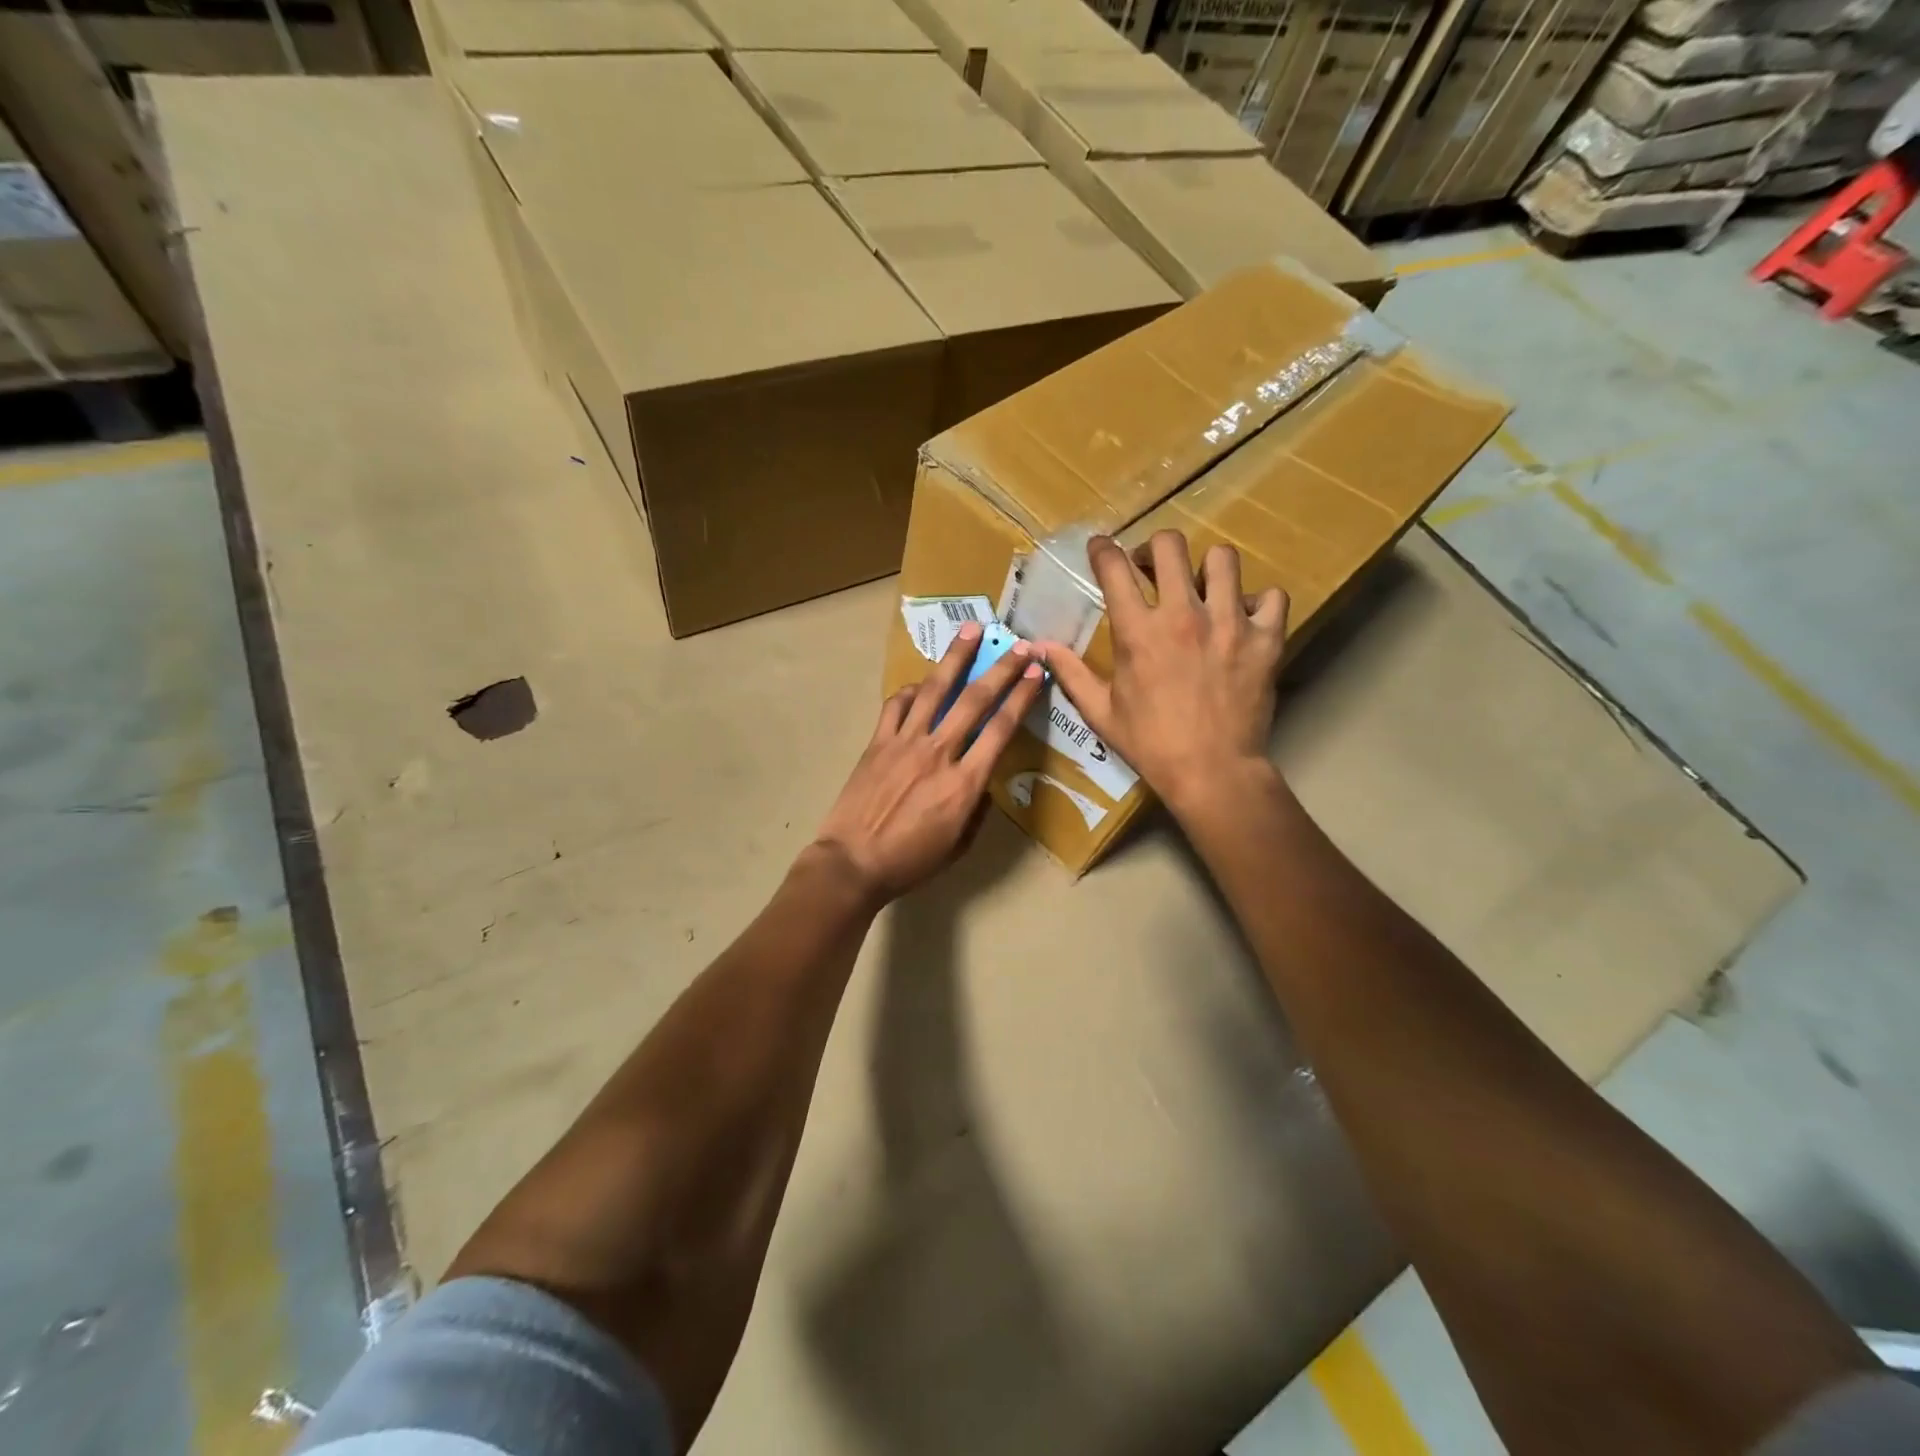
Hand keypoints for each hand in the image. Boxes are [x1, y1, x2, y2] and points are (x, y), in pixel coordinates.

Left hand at [815, 622, 1045, 903]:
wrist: (853, 863)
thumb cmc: (910, 862)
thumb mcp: (959, 845)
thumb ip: (976, 809)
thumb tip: (981, 783)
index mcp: (964, 783)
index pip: (1001, 729)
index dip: (1022, 696)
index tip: (1036, 672)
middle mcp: (938, 753)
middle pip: (974, 700)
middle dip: (1001, 668)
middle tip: (1019, 643)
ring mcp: (904, 743)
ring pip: (934, 690)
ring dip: (955, 658)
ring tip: (971, 630)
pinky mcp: (877, 743)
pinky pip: (896, 706)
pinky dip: (911, 691)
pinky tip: (920, 684)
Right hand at [1040, 532, 1287, 815]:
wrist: (1212, 772)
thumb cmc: (1150, 744)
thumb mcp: (1100, 711)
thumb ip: (1071, 673)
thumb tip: (1040, 646)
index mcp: (1138, 632)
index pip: (1114, 567)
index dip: (1103, 549)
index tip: (1102, 548)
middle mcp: (1182, 614)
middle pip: (1171, 545)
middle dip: (1156, 547)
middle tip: (1154, 568)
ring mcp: (1229, 623)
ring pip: (1223, 559)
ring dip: (1209, 569)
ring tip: (1204, 589)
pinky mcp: (1265, 639)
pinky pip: (1272, 596)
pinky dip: (1259, 602)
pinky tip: (1246, 618)